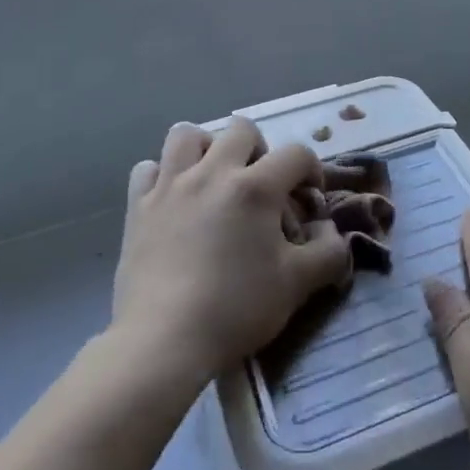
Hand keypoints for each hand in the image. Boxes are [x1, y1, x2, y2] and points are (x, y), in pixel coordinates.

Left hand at [113, 119, 353, 384]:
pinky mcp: (137, 206)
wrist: (164, 341)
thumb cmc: (236, 309)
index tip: (309, 200)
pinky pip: (148, 168)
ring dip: (206, 149)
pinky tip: (172, 200)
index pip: (297, 154)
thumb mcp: (297, 284)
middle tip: (261, 186)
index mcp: (256, 187)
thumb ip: (328, 252)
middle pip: (241, 129)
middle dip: (260, 150)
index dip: (312, 172)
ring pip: (187, 135)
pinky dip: (162, 176)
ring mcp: (170, 185)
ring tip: (213, 180)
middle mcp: (212, 172)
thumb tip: (332, 232)